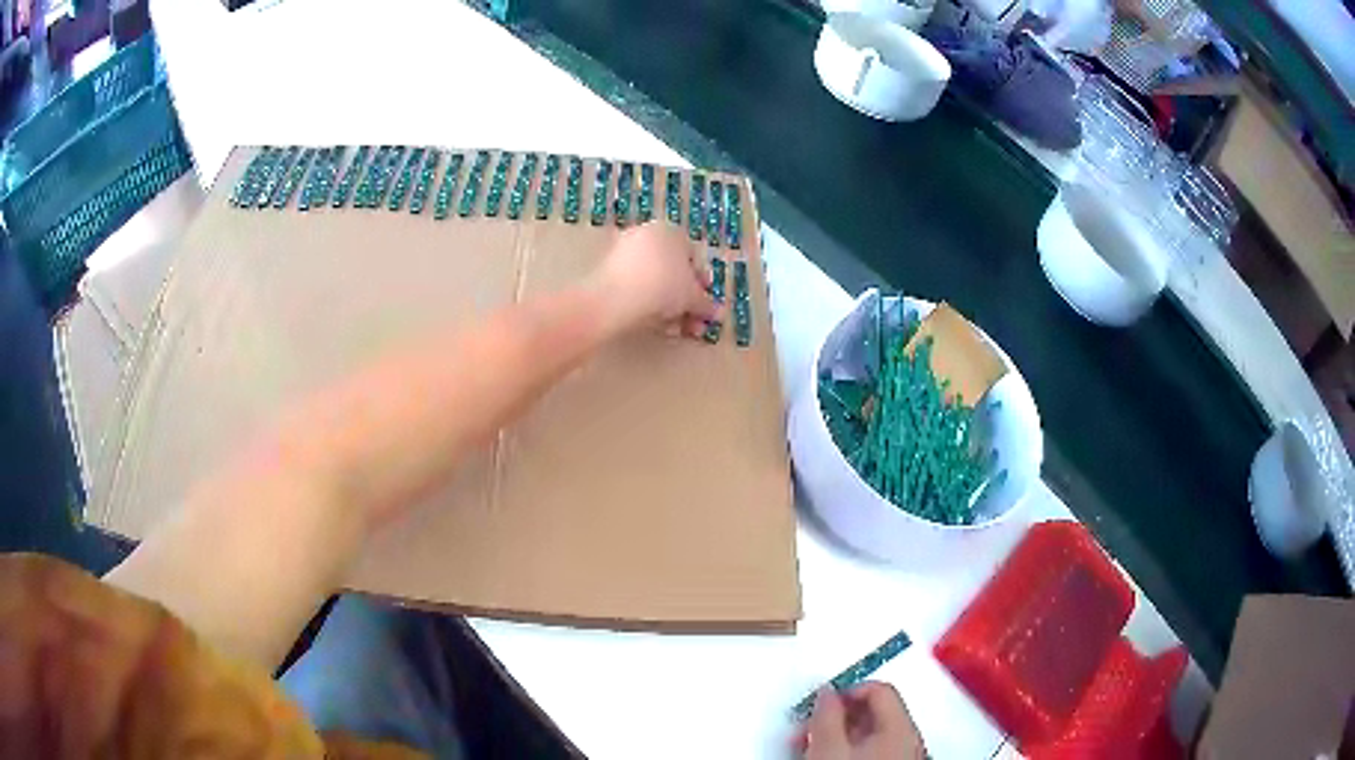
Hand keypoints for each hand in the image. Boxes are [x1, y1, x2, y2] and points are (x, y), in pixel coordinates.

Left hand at [595, 223, 718, 337]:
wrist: (615, 298)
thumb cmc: (663, 287)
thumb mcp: (693, 297)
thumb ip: (706, 304)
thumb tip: (717, 313)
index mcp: (670, 231)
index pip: (693, 257)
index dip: (703, 285)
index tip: (706, 306)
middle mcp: (646, 236)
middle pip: (673, 272)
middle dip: (685, 301)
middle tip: (694, 323)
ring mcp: (624, 253)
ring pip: (654, 283)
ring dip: (669, 308)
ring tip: (676, 330)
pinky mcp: (607, 272)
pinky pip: (635, 288)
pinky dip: (647, 305)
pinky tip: (655, 327)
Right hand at [795, 683, 925, 759]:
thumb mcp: (827, 748)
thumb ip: (826, 715)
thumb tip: (826, 692)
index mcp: (900, 729)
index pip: (879, 690)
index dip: (847, 690)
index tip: (820, 703)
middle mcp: (907, 742)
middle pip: (874, 713)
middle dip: (837, 717)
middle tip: (807, 728)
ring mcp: (901, 759)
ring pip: (869, 735)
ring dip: (837, 736)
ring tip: (808, 748)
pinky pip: (870, 753)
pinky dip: (845, 752)